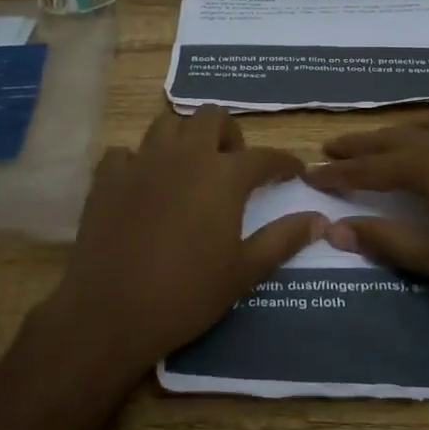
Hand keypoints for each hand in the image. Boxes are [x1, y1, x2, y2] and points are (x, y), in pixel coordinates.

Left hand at [41, 106, 323, 385]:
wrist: (110, 312)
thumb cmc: (186, 294)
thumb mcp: (244, 271)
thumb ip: (283, 239)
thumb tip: (321, 220)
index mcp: (223, 176)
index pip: (265, 156)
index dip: (284, 162)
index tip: (294, 171)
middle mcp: (184, 155)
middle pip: (212, 117)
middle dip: (229, 134)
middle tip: (233, 166)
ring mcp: (141, 162)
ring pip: (167, 124)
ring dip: (185, 138)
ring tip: (189, 168)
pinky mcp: (107, 177)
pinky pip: (125, 152)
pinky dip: (139, 161)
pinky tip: (144, 185)